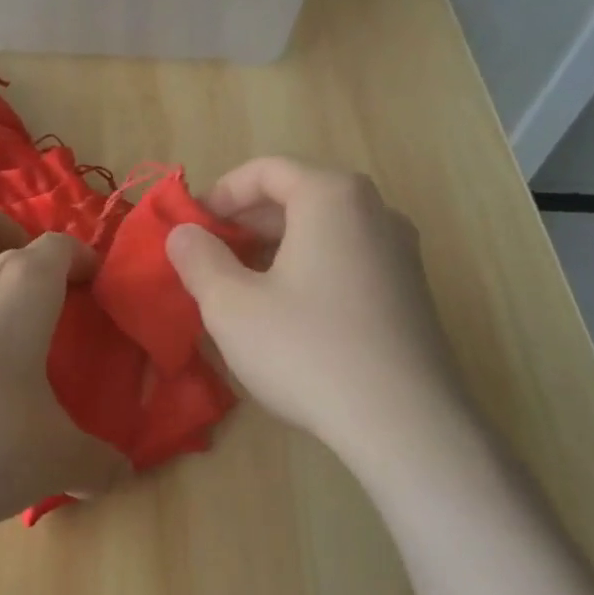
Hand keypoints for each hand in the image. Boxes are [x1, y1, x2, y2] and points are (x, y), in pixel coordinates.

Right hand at [165, 158, 477, 470]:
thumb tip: (183, 234)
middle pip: (297, 196)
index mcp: (331, 197)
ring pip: (323, 230)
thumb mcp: (231, 305)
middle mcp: (374, 211)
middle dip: (246, 223)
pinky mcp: (410, 291)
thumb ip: (198, 259)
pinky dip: (308, 268)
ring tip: (241, 287)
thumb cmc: (307, 350)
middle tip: (210, 258)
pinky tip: (287, 313)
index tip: (192, 227)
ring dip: (275, 248)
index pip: (266, 170)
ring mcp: (400, 251)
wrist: (406, 424)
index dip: (220, 193)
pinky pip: (347, 259)